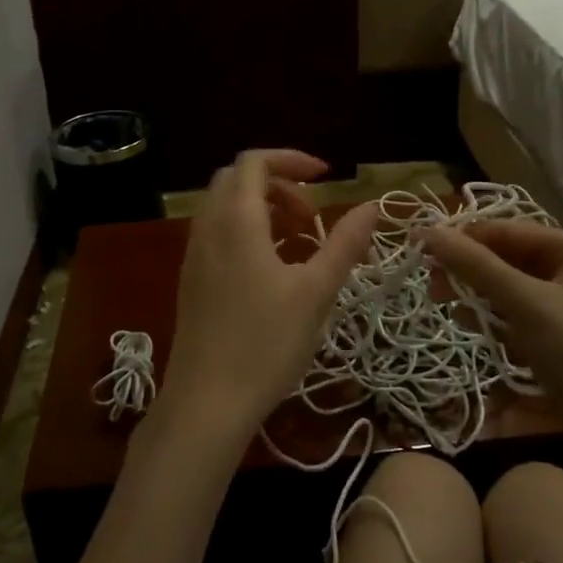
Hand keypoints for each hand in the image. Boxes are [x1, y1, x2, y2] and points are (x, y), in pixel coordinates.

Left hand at [158, 149, 376, 445]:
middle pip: (237, 179)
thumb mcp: (316, 292)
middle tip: (312, 214)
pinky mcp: (191, 279)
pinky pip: (217, 233)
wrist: (207, 403)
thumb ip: (344, 244)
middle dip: (278, 183)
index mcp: (236, 220)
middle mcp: (208, 228)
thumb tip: (371, 206)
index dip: (291, 159)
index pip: (254, 161)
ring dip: (262, 207)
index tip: (326, 177)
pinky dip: (246, 230)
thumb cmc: (266, 344)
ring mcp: (194, 254)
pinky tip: (271, 268)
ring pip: (225, 207)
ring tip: (298, 240)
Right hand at [421, 222, 562, 433]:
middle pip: (509, 258)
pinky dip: (498, 322)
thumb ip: (476, 266)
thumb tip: (426, 230)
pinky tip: (480, 334)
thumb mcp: (527, 306)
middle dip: (470, 273)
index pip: (507, 230)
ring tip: (455, 316)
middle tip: (432, 288)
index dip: (462, 238)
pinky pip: (521, 316)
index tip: (418, 251)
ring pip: (511, 289)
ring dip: (480, 299)